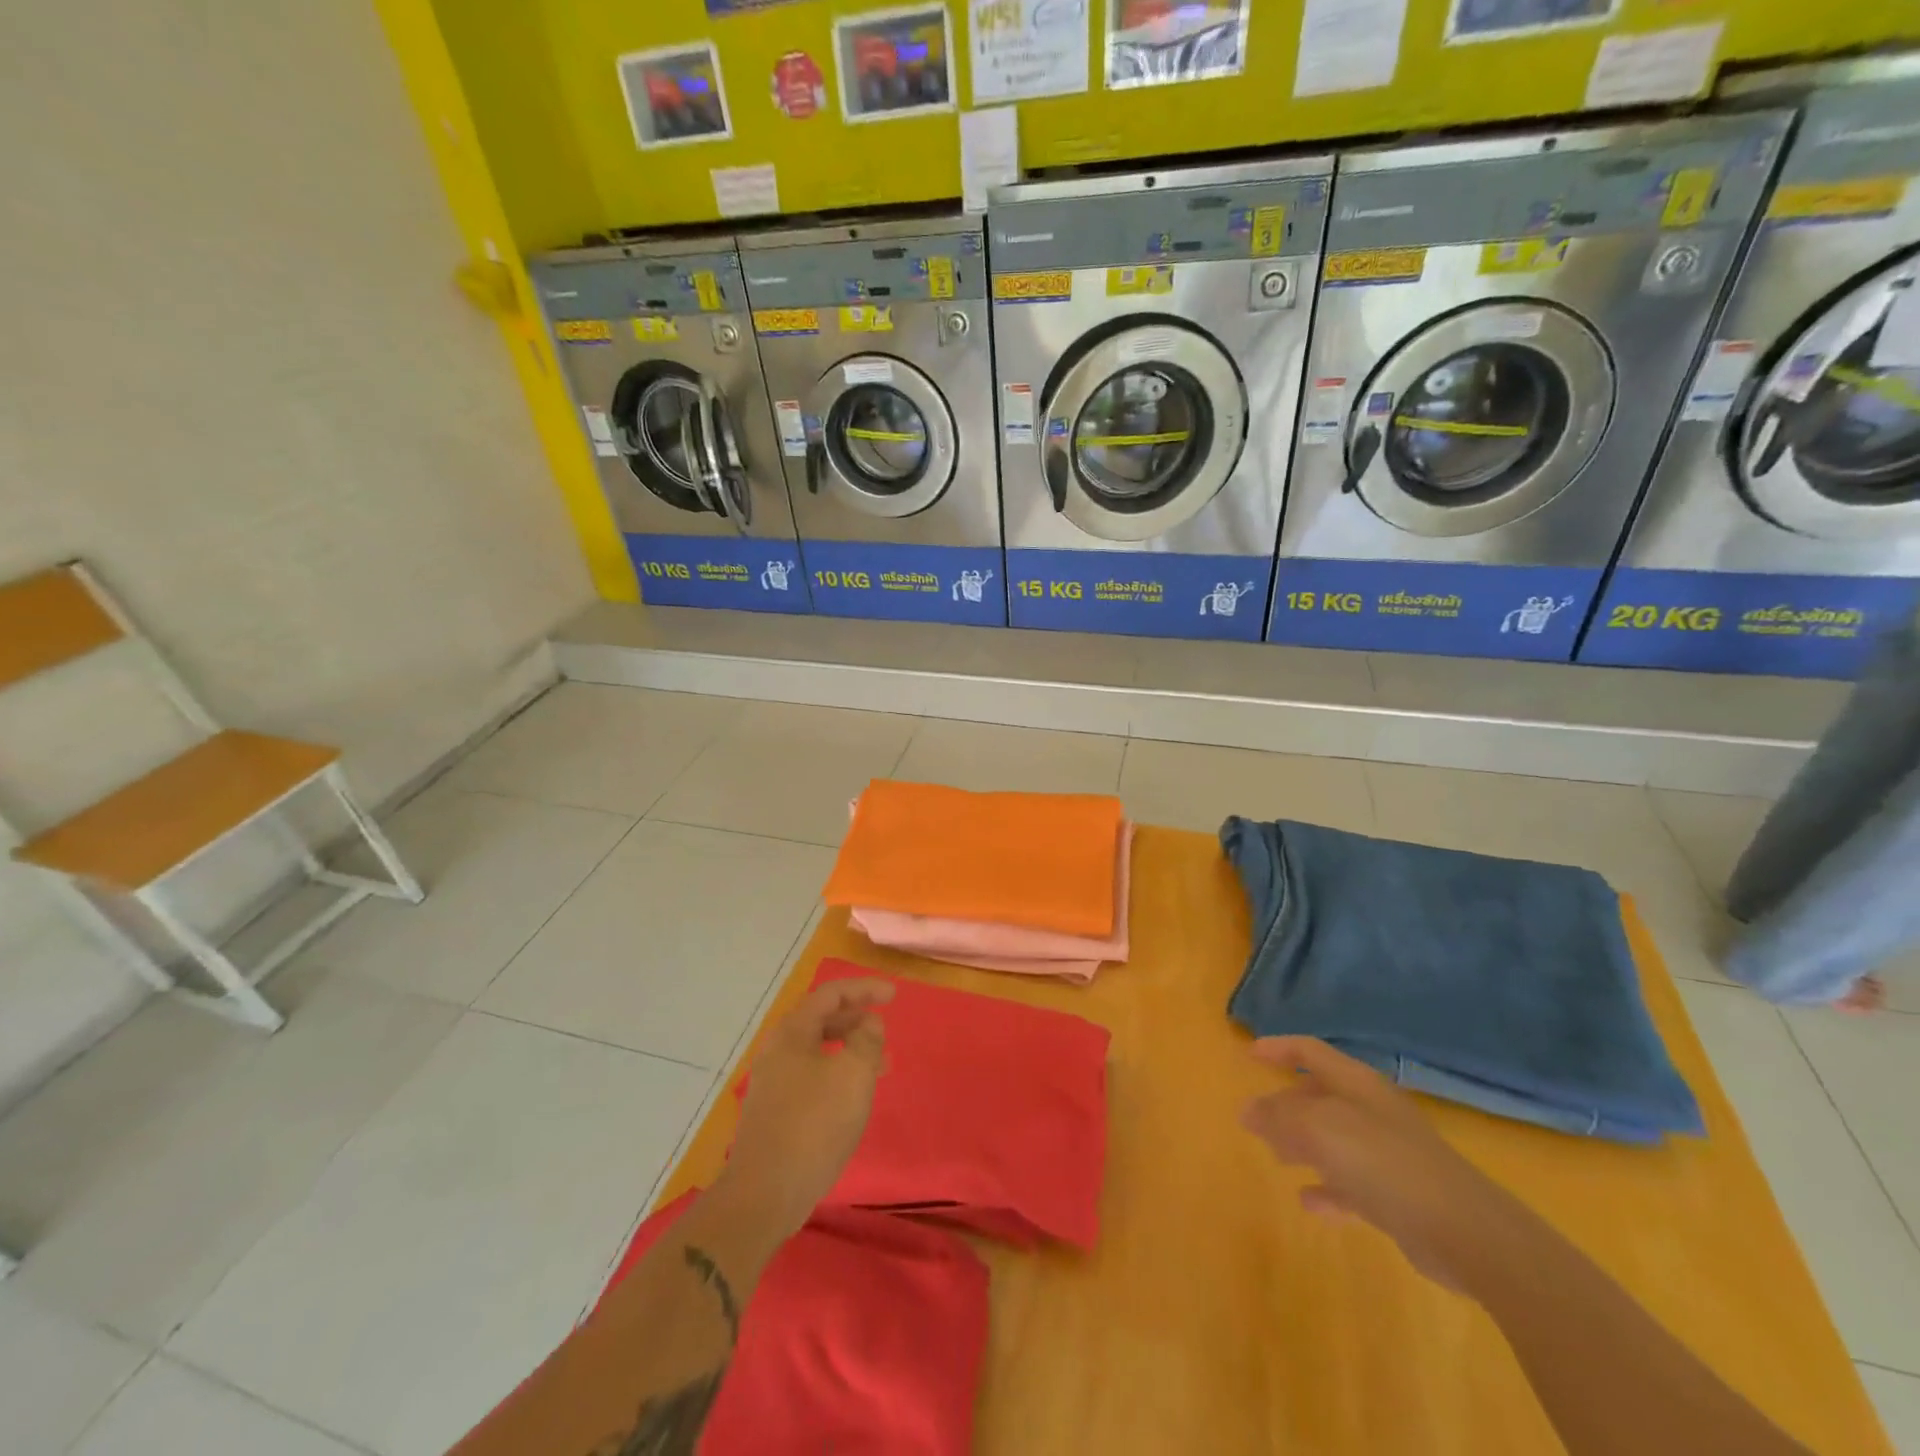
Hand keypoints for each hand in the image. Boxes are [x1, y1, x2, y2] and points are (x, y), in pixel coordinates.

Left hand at [722, 977, 894, 1240]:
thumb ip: (867, 1040)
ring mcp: (773, 1082)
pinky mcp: (774, 1111)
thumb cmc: (813, 1125)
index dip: (864, 989)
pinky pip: (812, 1076)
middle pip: (821, 1019)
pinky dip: (837, 1073)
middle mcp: (778, 1050)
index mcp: (793, 1033)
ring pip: (818, 1050)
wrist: (763, 1194)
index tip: (893, 996)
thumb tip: (868, 1023)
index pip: (831, 994)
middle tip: (885, 1030)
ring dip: (850, 1049)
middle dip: (857, 1019)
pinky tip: (853, 1096)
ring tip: (881, 1066)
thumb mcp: (854, 1075)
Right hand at [1240, 1036, 1516, 1291]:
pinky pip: (1352, 1184)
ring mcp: (1388, 1154)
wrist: (1463, 1231)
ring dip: (1303, 1145)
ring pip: (1334, 1140)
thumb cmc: (1383, 1161)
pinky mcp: (1398, 1196)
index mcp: (1356, 1084)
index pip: (1311, 1051)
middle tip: (1256, 1119)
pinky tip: (1309, 1202)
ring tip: (1276, 1156)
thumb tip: (1248, 1110)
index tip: (1249, 1055)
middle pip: (1321, 1096)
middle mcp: (1372, 1111)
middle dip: (1286, 1105)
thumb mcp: (1318, 1128)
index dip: (1279, 1048)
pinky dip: (1328, 1188)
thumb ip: (1279, 1116)